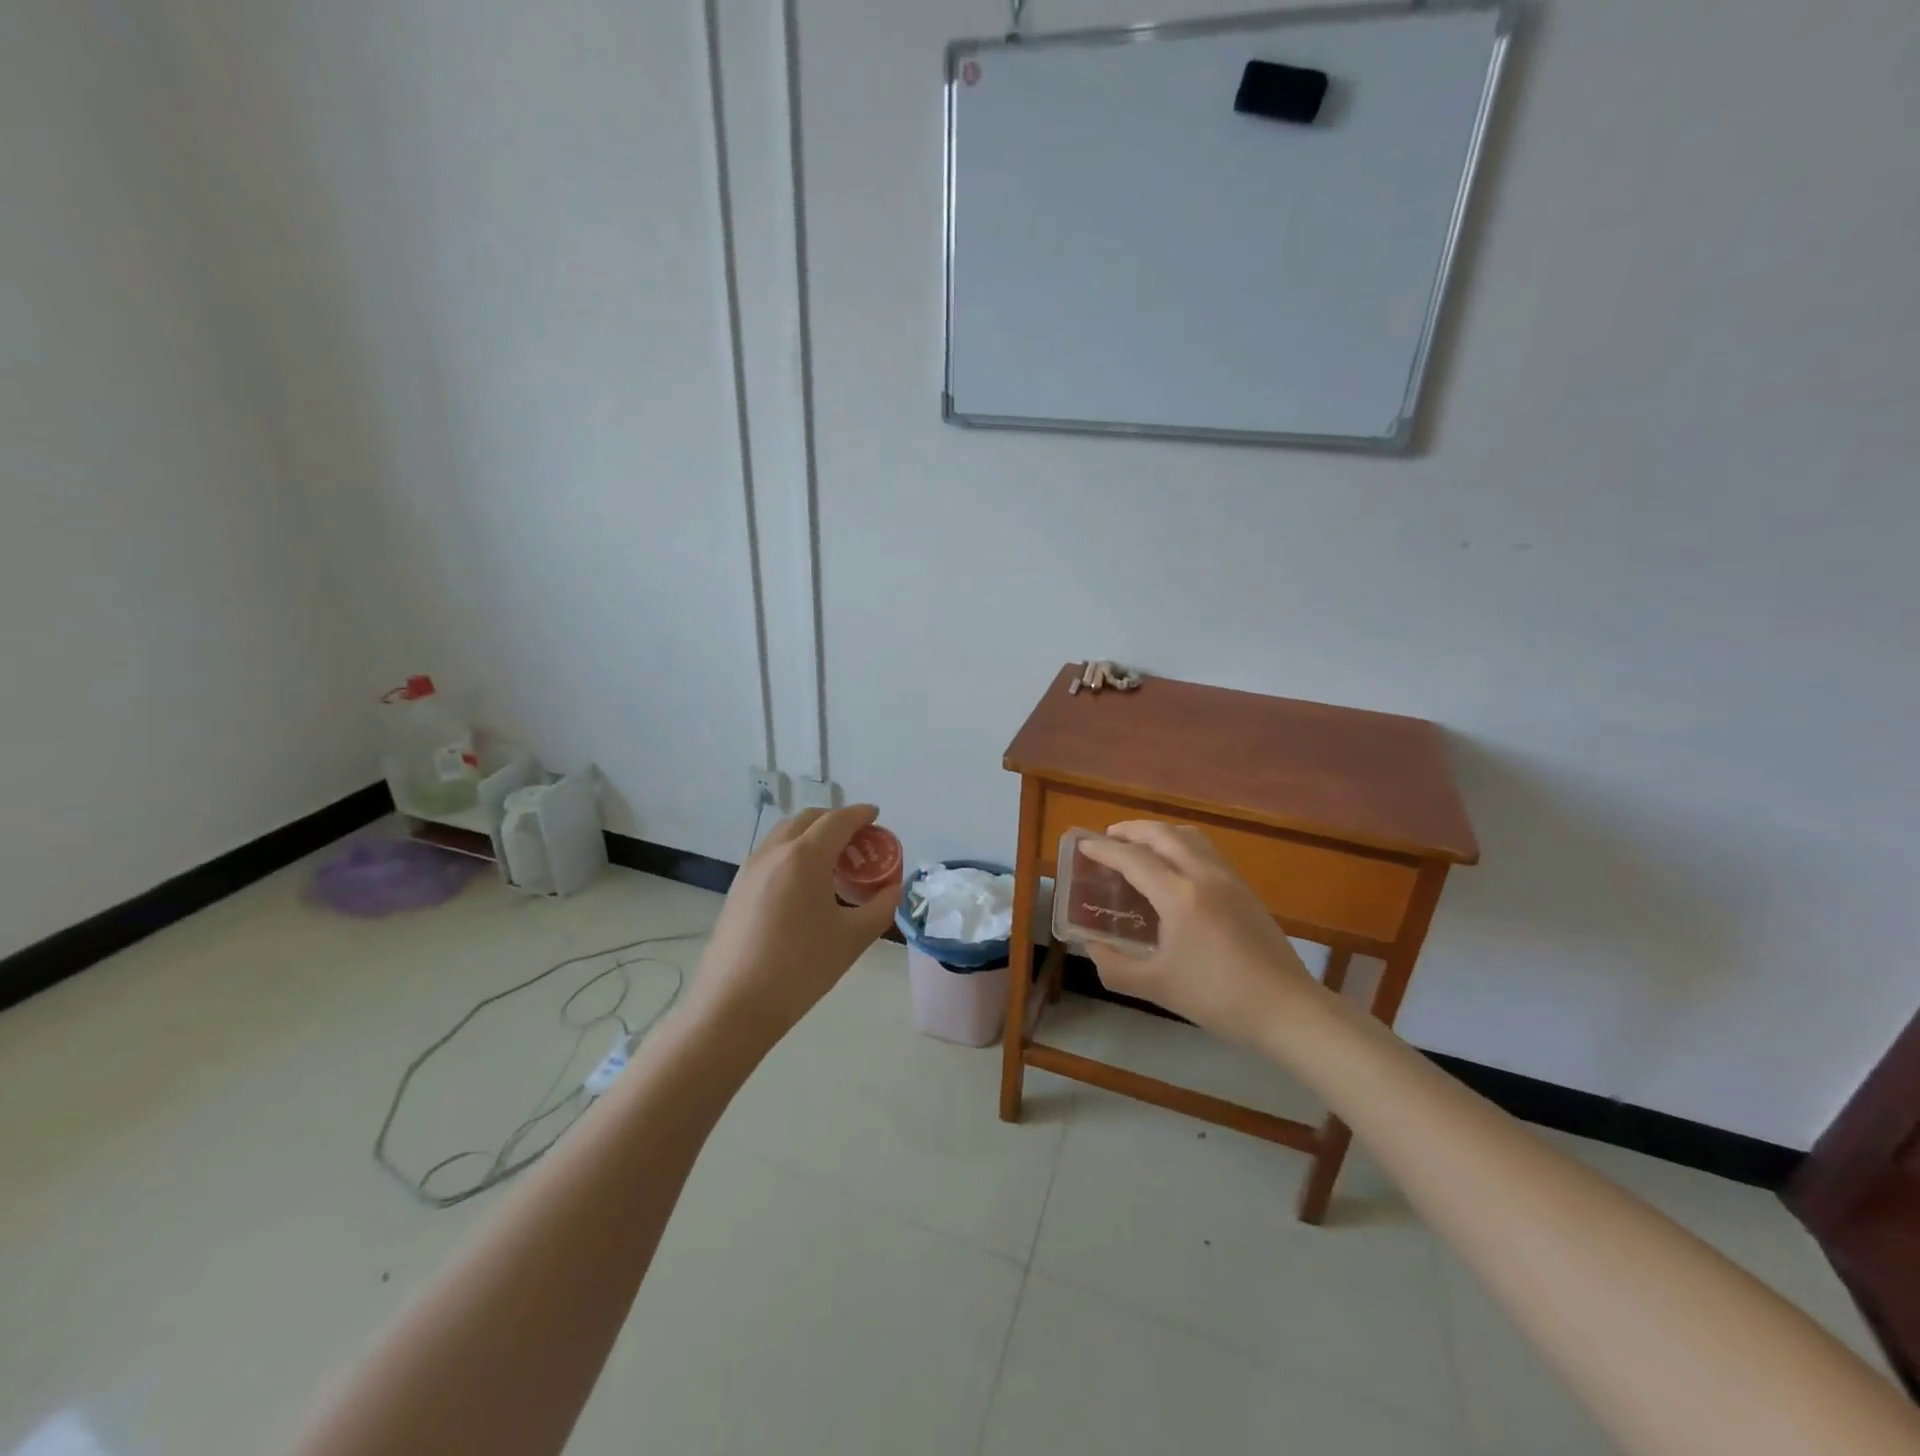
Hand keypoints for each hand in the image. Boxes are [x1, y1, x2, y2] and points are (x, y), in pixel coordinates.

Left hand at [683, 805, 900, 1051]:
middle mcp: (774, 852)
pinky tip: (805, 884)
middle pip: (808, 819)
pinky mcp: (737, 888)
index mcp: (805, 857)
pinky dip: (793, 852)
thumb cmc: (801, 969)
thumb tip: (894, 889)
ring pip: (785, 834)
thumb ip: (881, 907)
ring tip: (833, 862)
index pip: (838, 821)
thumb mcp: (852, 938)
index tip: (876, 815)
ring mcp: (750, 868)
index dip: (860, 814)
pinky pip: (771, 854)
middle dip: (836, 821)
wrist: (734, 1006)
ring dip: (812, 835)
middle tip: (859, 841)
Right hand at [1078, 822, 1319, 1041]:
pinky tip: (1175, 870)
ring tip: (1140, 847)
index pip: (1134, 859)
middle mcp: (1205, 876)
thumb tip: (1093, 947)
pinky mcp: (1245, 890)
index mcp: (1180, 897)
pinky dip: (1182, 846)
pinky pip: (1207, 852)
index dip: (1104, 849)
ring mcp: (1229, 880)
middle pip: (1163, 834)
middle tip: (1108, 838)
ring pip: (1190, 837)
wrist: (1287, 1010)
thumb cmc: (1217, 998)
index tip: (1082, 844)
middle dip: (1132, 830)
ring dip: (1160, 833)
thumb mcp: (1156, 987)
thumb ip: (1115, 967)